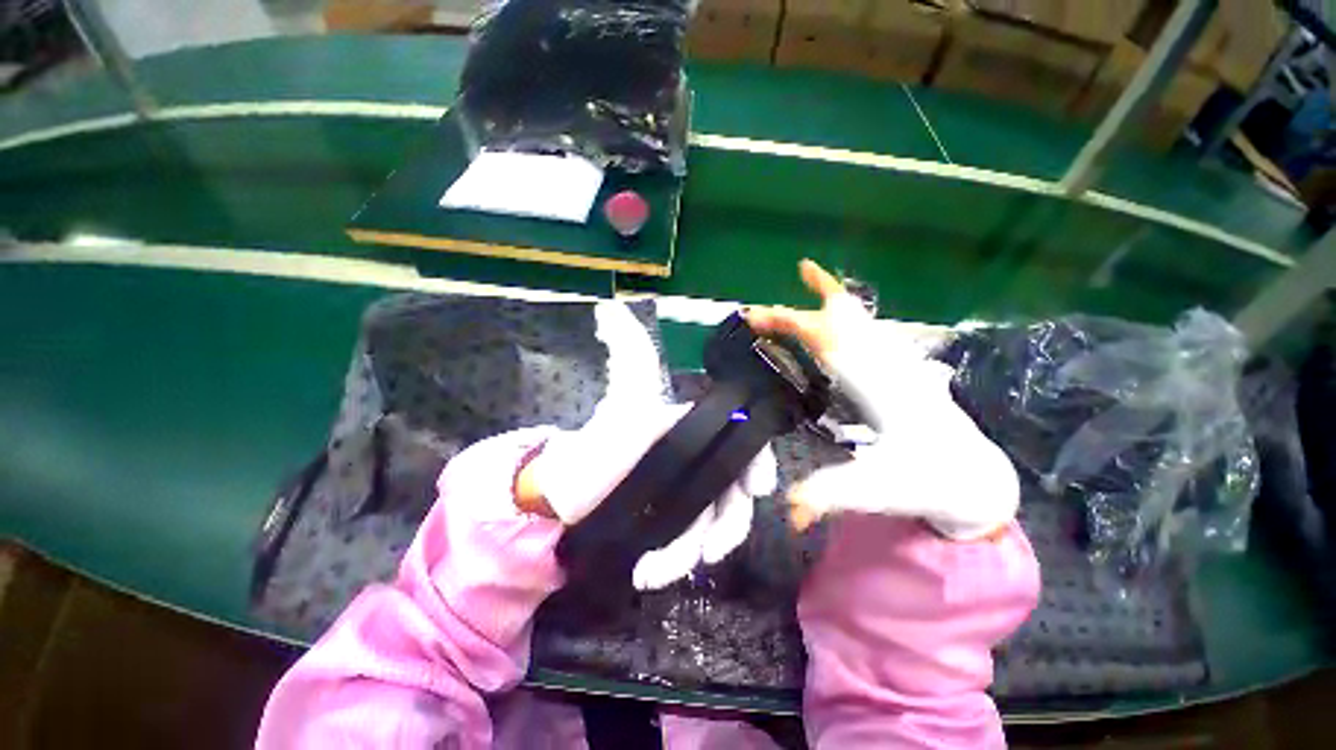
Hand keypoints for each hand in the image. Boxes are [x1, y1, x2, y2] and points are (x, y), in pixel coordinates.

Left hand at [516, 399, 777, 589]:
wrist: (560, 496)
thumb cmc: (594, 450)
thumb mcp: (624, 414)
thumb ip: (655, 395)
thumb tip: (687, 377)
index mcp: (689, 432)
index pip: (739, 441)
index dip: (757, 462)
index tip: (756, 488)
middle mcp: (695, 462)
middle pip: (734, 494)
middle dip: (728, 526)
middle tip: (711, 552)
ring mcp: (685, 496)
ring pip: (711, 526)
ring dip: (689, 553)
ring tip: (651, 573)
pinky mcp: (670, 524)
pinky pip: (689, 544)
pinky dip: (676, 562)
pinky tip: (648, 573)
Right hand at [747, 260, 1018, 540]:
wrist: (977, 479)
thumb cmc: (930, 482)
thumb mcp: (878, 492)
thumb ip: (830, 496)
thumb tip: (789, 513)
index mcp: (880, 388)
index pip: (831, 345)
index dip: (793, 325)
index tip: (756, 316)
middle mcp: (889, 366)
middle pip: (845, 322)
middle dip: (802, 309)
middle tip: (764, 304)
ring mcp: (898, 363)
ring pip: (863, 319)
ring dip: (831, 298)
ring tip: (809, 275)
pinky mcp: (900, 367)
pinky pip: (870, 329)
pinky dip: (850, 312)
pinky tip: (840, 306)